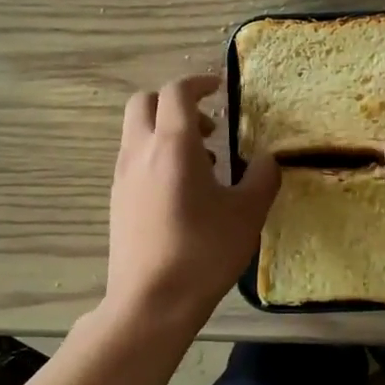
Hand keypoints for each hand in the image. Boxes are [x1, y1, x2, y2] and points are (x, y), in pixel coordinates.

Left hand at [105, 75, 280, 329]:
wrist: (151, 301)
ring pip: (136, 132)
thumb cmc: (203, 252)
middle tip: (208, 125)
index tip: (219, 88)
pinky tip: (183, 193)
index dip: (198, 83)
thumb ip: (262, 178)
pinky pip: (133, 160)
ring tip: (203, 165)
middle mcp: (140, 152)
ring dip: (166, 132)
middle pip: (144, 103)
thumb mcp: (247, 214)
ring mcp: (122, 177)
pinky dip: (156, 157)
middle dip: (174, 103)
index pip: (177, 93)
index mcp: (172, 146)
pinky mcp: (117, 202)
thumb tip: (267, 159)